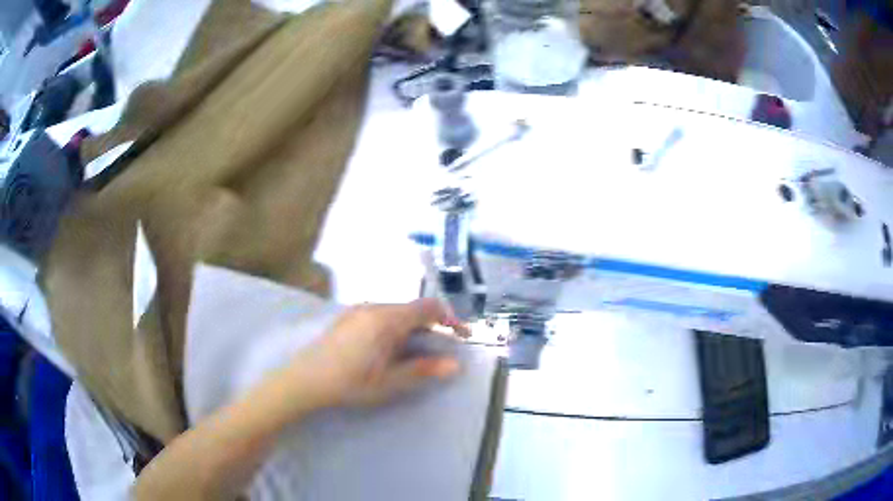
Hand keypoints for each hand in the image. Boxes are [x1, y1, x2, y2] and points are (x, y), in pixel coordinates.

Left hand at [288, 298, 468, 408]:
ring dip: (413, 326)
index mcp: (387, 319)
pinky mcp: (348, 317)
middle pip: (413, 308)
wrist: (306, 379)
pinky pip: (381, 314)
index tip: (462, 336)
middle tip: (441, 349)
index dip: (450, 318)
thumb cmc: (350, 383)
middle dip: (432, 325)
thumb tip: (455, 364)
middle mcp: (374, 307)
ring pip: (396, 311)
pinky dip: (395, 326)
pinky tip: (389, 348)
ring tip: (416, 352)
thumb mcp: (390, 381)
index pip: (428, 307)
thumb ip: (423, 370)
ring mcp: (358, 310)